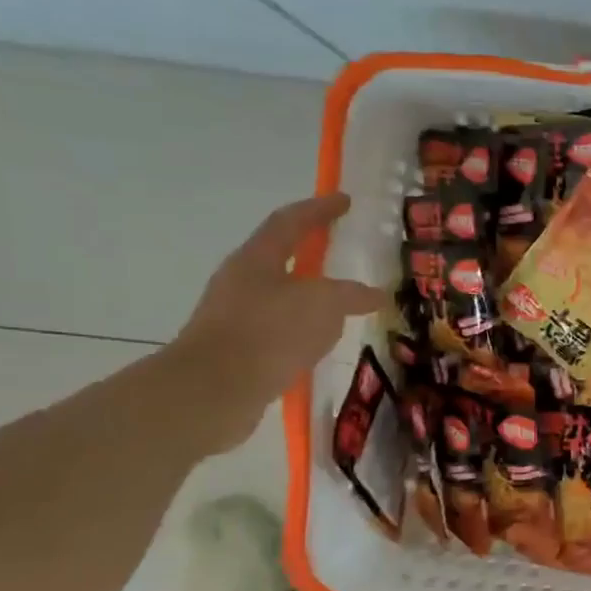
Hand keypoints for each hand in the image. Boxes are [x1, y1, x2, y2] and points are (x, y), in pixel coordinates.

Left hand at [168, 194, 390, 453]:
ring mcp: (236, 315)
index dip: (319, 208)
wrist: (213, 390)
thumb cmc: (269, 332)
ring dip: (309, 294)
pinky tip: (322, 341)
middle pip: (281, 256)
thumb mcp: (324, 305)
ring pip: (281, 294)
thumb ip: (352, 295)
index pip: (291, 221)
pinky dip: (303, 327)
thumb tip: (377, 294)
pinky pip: (279, 327)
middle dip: (313, 251)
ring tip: (341, 302)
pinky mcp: (239, 348)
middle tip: (343, 250)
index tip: (344, 200)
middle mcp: (242, 280)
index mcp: (257, 259)